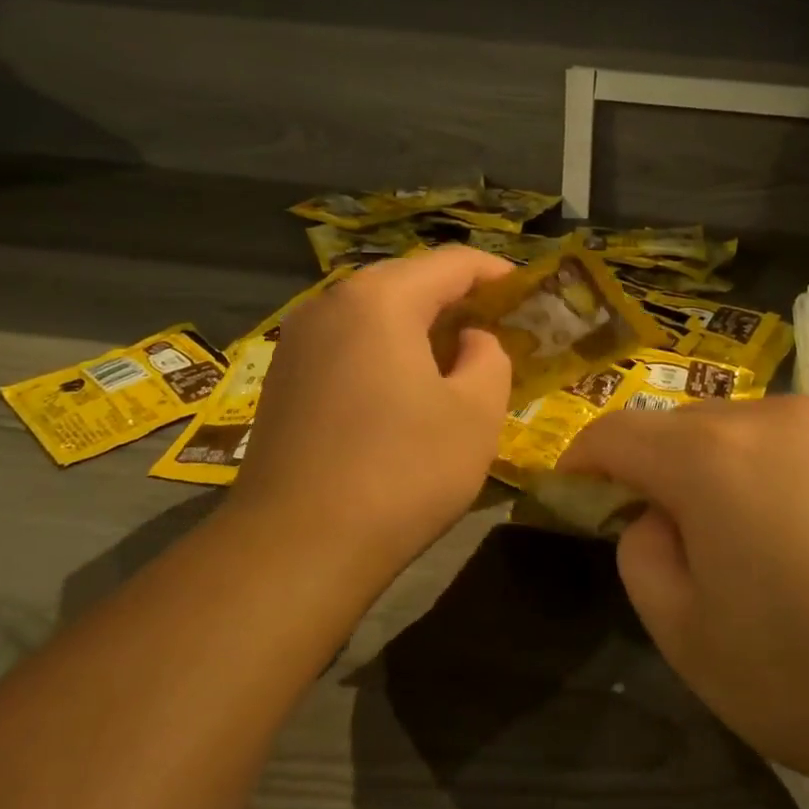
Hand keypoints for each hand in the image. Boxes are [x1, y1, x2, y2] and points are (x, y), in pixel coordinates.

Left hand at [229, 247, 514, 587]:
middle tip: (494, 328)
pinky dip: (381, 350)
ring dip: (417, 326)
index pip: (451, 263)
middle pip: (406, 281)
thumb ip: (489, 358)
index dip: (496, 273)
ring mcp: (297, 340)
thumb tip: (469, 339)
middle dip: (455, 300)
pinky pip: (345, 343)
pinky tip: (401, 389)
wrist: (296, 546)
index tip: (526, 294)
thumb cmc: (401, 472)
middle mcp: (330, 303)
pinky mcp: (282, 378)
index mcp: (380, 299)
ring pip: (372, 313)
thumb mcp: (475, 414)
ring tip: (452, 358)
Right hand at [558, 396, 808, 808]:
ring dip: (717, 476)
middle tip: (661, 539)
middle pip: (682, 428)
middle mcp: (773, 419)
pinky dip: (774, 484)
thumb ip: (643, 556)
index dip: (582, 460)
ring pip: (742, 437)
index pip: (617, 431)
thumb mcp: (688, 635)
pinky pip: (799, 454)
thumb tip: (657, 518)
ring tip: (740, 550)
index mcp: (711, 453)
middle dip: (654, 471)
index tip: (569, 492)